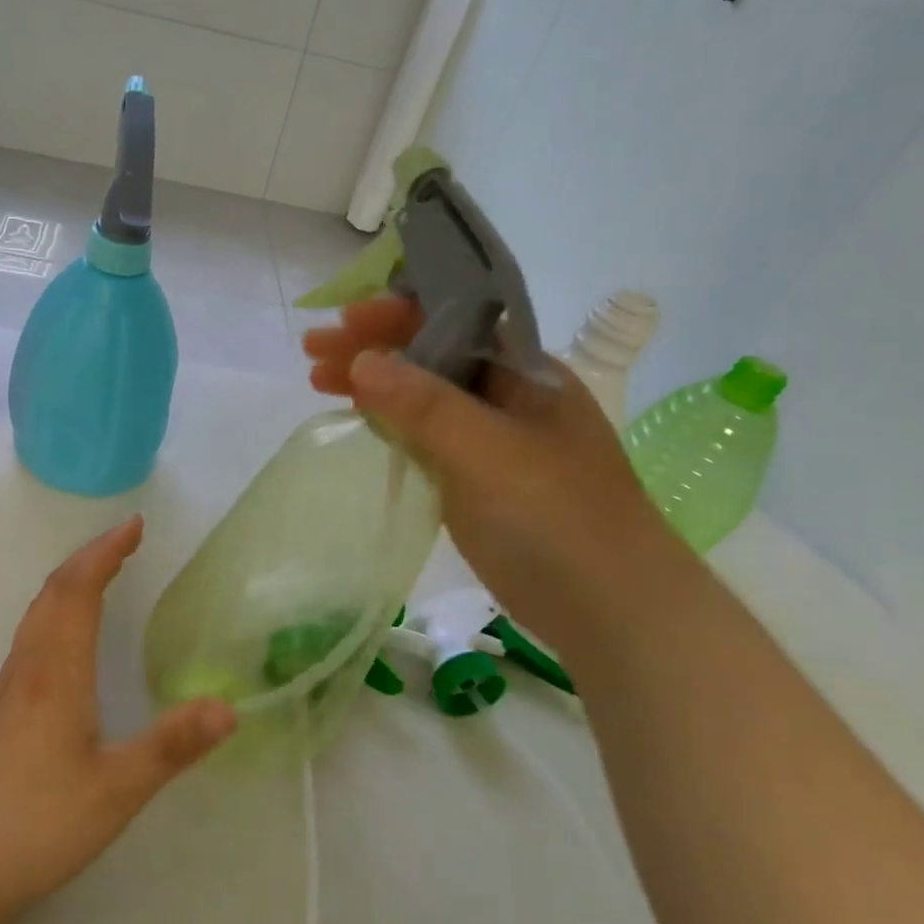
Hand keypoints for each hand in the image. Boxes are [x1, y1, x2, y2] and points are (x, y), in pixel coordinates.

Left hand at [0, 516, 235, 922]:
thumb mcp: (118, 788)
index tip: (134, 525)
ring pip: (39, 610)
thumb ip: (173, 745)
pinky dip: (58, 605)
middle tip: (126, 538)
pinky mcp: (5, 706)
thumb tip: (230, 707)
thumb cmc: (41, 823)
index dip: (105, 552)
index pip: (79, 591)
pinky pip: (33, 631)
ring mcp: (12, 685)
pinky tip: (70, 627)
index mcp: (57, 672)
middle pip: (54, 591)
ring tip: (103, 568)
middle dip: (90, 556)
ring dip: (71, 578)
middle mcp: (30, 666)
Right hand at [303, 297, 679, 654]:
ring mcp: (491, 442)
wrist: (610, 610)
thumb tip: (362, 360)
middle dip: (372, 348)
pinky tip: (359, 424)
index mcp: (525, 372)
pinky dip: (389, 427)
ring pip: (422, 399)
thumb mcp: (489, 453)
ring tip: (318, 382)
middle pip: (431, 356)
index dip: (397, 314)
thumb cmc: (556, 518)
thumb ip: (425, 406)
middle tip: (313, 352)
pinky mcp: (475, 482)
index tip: (345, 320)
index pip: (454, 320)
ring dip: (373, 386)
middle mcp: (507, 397)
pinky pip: (424, 440)